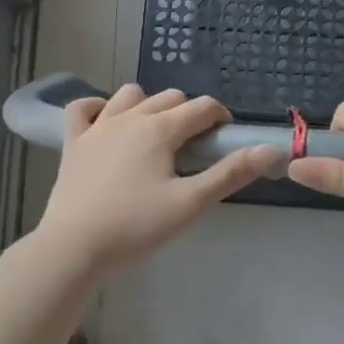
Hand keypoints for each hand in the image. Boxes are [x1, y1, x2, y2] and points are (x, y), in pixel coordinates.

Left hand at [37, 84, 283, 277]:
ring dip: (149, 105)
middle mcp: (130, 117)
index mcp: (160, 129)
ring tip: (156, 136)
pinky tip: (107, 124)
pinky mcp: (73, 142)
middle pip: (170, 97)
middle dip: (189, 113)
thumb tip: (270, 150)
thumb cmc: (136, 226)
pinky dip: (98, 109)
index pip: (202, 107)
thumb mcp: (190, 203)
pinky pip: (83, 109)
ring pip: (130, 95)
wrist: (73, 247)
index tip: (225, 141)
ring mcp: (97, 127)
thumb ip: (230, 174)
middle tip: (195, 147)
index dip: (221, 119)